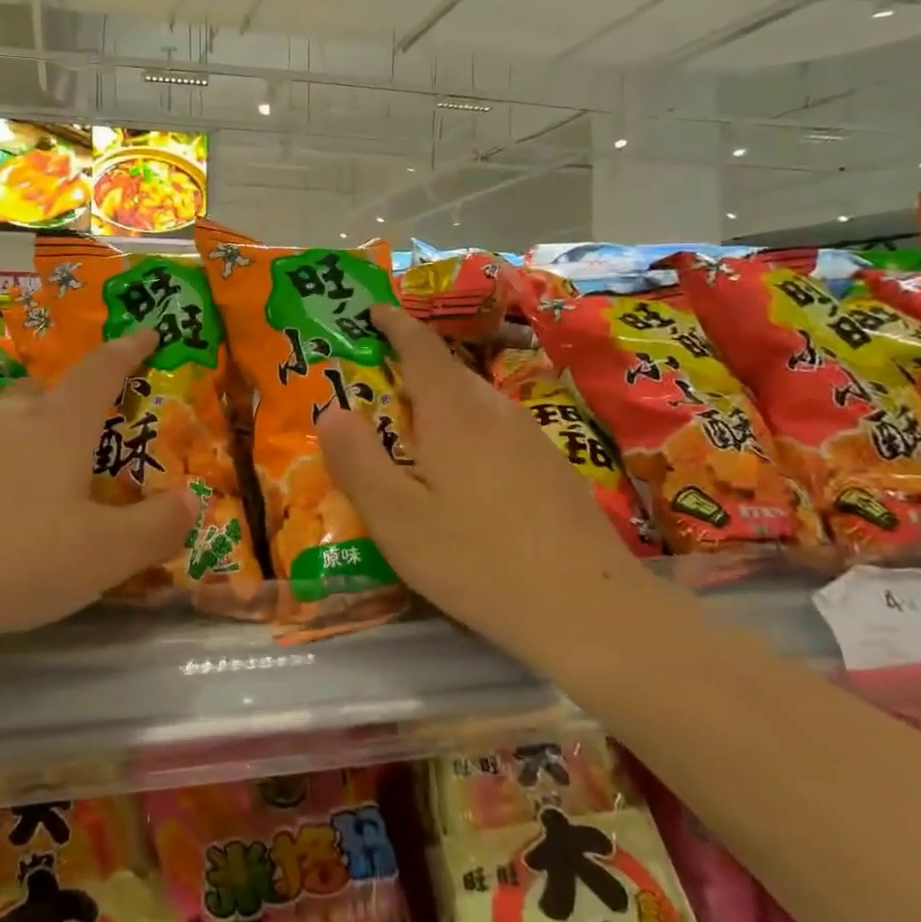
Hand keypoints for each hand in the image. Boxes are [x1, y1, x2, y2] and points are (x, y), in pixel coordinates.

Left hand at [0, 329, 195, 646]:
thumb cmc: (16, 557)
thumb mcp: (104, 554)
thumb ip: (155, 527)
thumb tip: (192, 501)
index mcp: (60, 426)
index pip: (101, 371)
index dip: (128, 350)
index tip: (146, 332)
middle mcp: (13, 420)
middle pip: (50, 392)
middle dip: (77, 399)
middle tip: (96, 425)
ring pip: (12, 421)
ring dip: (37, 433)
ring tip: (51, 472)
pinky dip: (3, 467)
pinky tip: (1, 508)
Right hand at [317, 305, 649, 667]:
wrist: (589, 610)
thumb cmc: (477, 560)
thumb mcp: (397, 518)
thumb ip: (357, 460)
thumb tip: (331, 411)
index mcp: (454, 412)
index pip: (420, 346)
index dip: (395, 323)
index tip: (372, 311)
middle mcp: (496, 411)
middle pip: (449, 372)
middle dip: (411, 367)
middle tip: (375, 387)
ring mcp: (532, 438)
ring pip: (476, 403)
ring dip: (440, 403)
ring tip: (412, 432)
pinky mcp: (553, 468)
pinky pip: (497, 430)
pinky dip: (467, 432)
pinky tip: (462, 476)